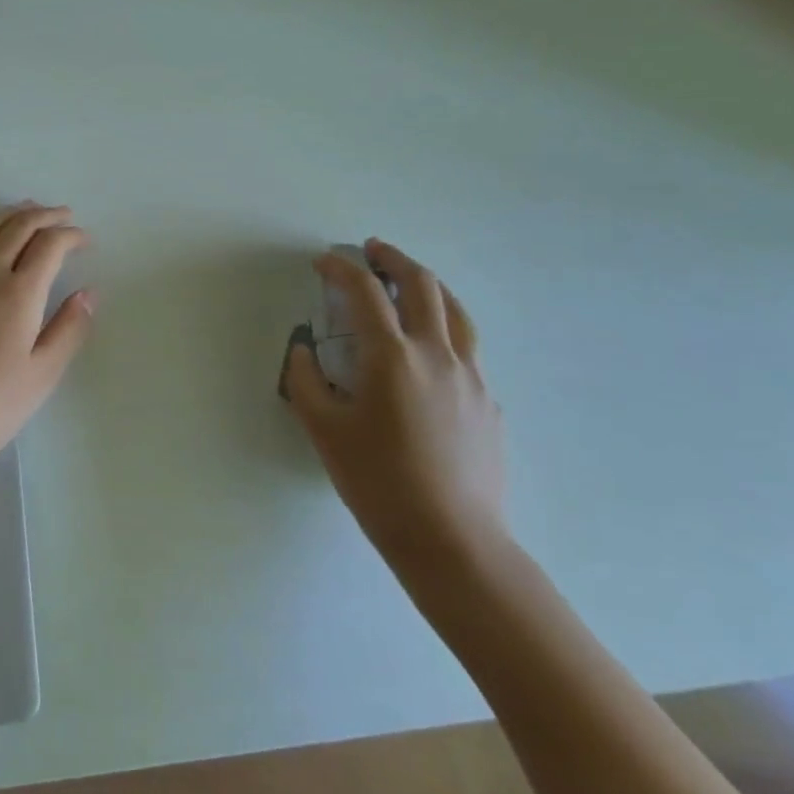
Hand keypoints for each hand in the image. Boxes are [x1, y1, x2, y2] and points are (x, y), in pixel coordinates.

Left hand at [0, 202, 94, 485]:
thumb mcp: (41, 377)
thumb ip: (69, 329)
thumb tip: (89, 292)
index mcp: (18, 293)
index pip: (50, 245)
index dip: (71, 235)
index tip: (84, 240)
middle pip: (18, 226)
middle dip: (45, 215)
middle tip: (62, 215)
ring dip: (5, 211)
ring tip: (23, 208)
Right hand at [285, 239, 508, 578]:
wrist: (454, 543)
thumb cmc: (380, 484)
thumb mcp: (325, 432)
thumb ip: (306, 382)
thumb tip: (304, 351)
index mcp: (393, 356)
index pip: (365, 292)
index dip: (341, 268)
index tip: (324, 262)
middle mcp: (437, 354)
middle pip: (422, 284)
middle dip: (394, 259)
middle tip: (373, 250)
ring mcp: (471, 377)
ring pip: (456, 310)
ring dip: (429, 285)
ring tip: (411, 281)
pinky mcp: (489, 402)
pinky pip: (468, 348)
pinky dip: (446, 327)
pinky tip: (432, 350)